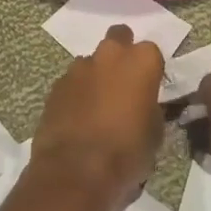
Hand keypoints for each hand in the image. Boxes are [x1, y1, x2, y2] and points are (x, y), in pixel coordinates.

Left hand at [31, 25, 165, 207]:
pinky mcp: (55, 86)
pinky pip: (71, 82)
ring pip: (92, 61)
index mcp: (141, 61)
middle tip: (124, 83)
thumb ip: (151, 108)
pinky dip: (76, 94)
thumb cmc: (126, 152)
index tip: (150, 88)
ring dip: (96, 76)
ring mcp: (78, 68)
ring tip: (98, 106)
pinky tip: (78, 118)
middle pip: (119, 38)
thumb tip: (145, 106)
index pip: (152, 52)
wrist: (76, 172)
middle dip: (121, 53)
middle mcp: (110, 55)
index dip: (151, 70)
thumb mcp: (155, 133)